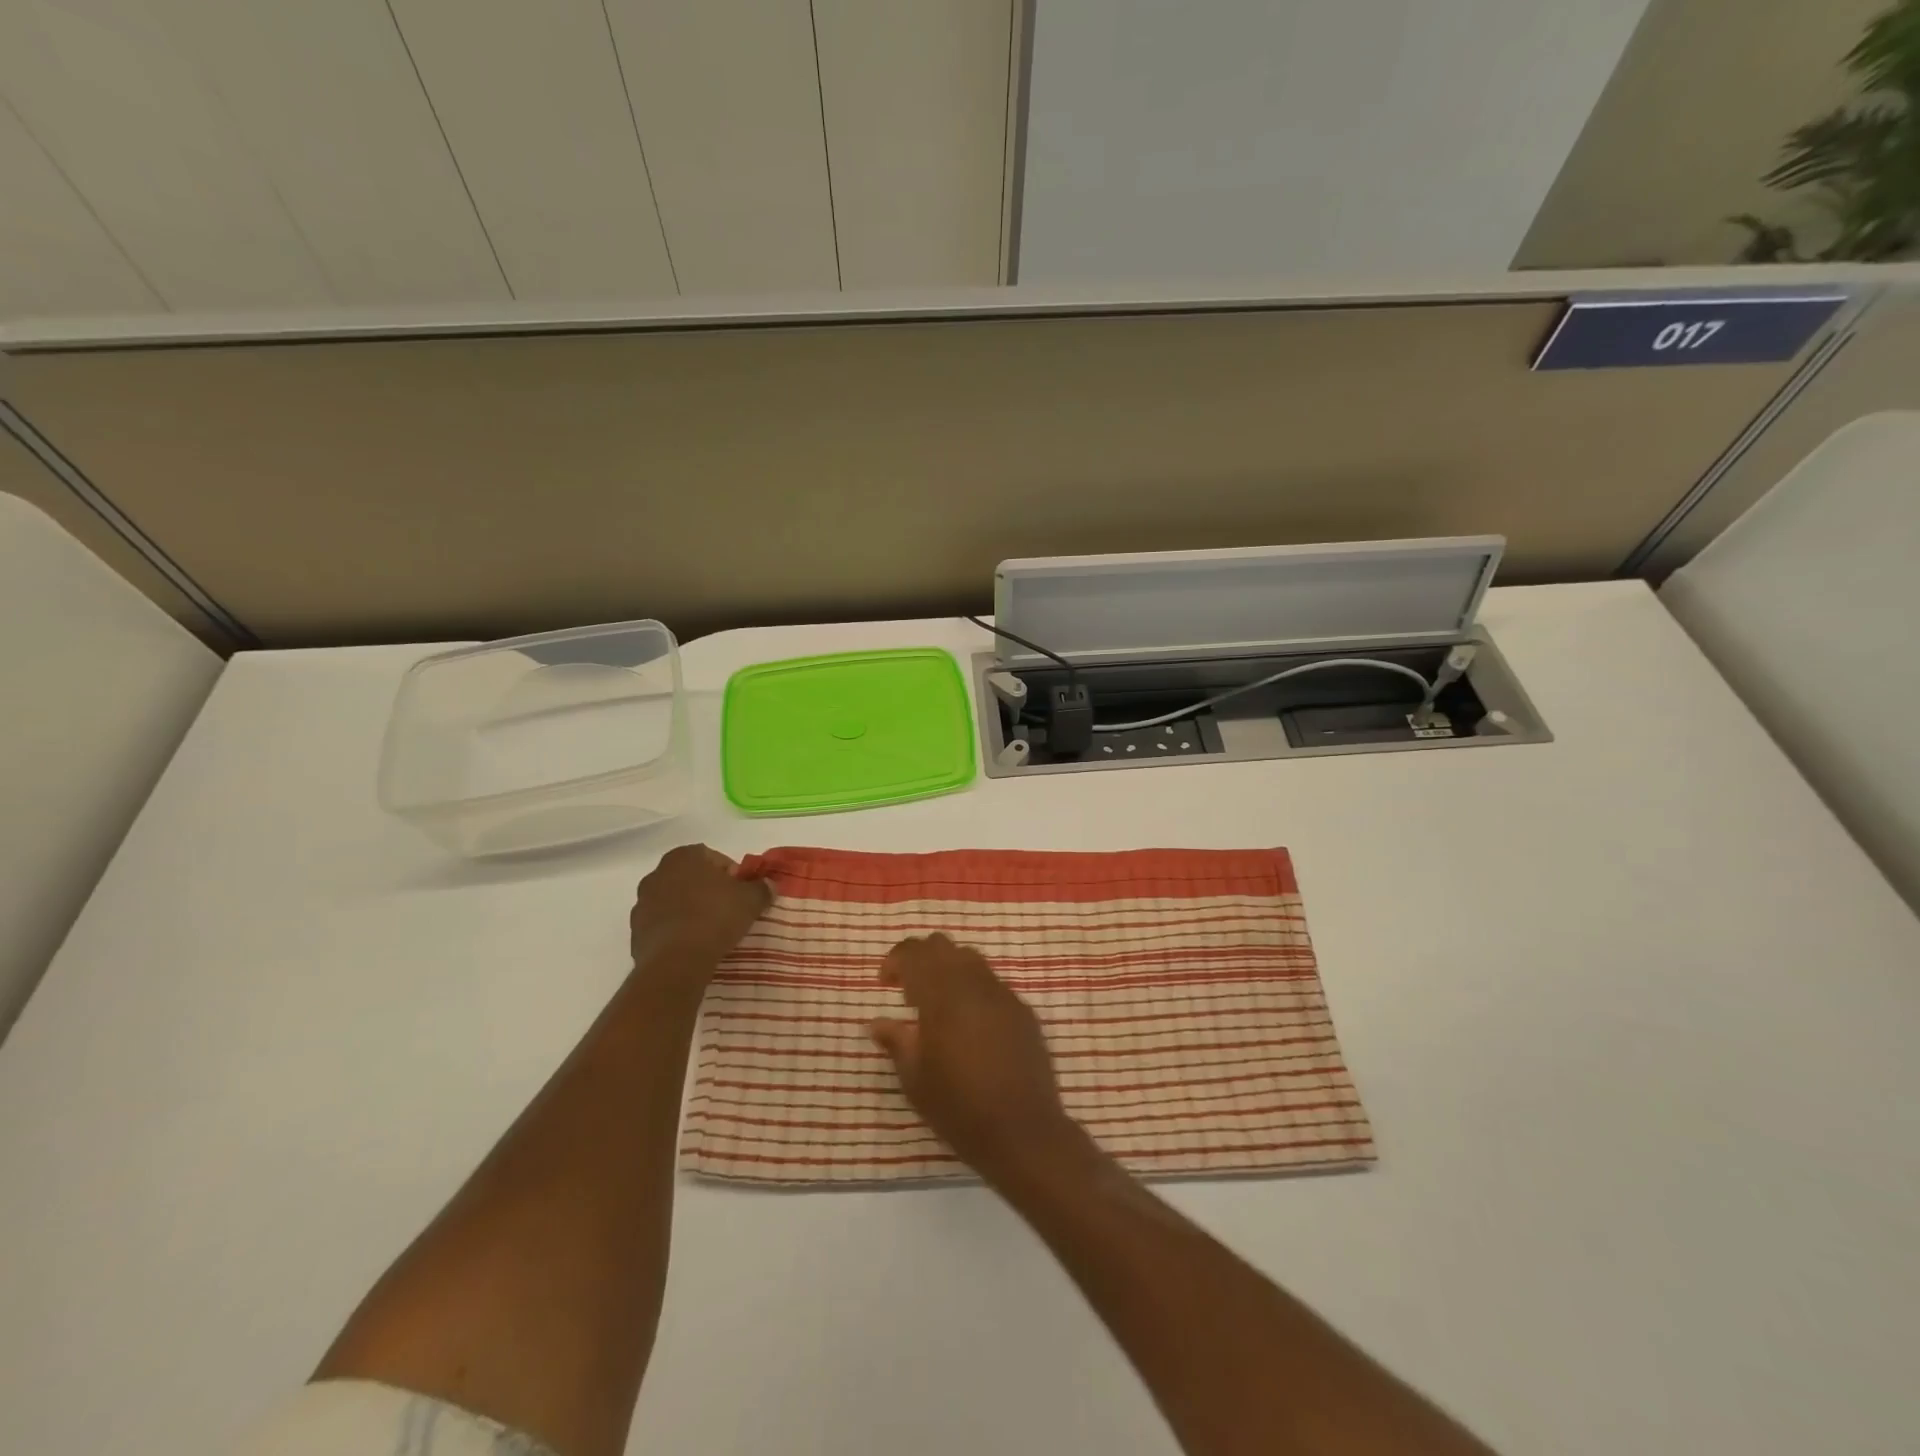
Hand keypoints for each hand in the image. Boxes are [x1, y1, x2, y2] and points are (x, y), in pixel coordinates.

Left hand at [629, 845, 770, 988]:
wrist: (676, 962)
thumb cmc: (715, 918)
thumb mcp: (750, 900)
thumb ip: (761, 888)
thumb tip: (768, 884)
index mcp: (684, 857)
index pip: (712, 857)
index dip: (730, 873)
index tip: (741, 892)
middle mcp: (658, 873)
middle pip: (690, 877)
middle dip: (707, 890)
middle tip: (727, 909)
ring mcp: (642, 902)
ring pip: (673, 900)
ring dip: (689, 909)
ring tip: (709, 930)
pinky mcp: (635, 931)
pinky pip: (662, 924)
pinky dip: (675, 930)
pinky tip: (691, 945)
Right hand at [869, 934, 1090, 1187]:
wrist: (1022, 1131)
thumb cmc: (959, 1107)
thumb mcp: (915, 1079)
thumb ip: (896, 1041)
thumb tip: (877, 1022)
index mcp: (942, 995)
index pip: (915, 953)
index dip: (895, 959)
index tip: (885, 982)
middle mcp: (973, 984)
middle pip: (943, 946)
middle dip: (921, 958)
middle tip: (908, 989)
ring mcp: (1003, 994)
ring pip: (971, 959)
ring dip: (949, 969)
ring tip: (939, 1004)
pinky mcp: (1023, 1011)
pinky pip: (992, 984)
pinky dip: (973, 990)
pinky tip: (970, 1023)